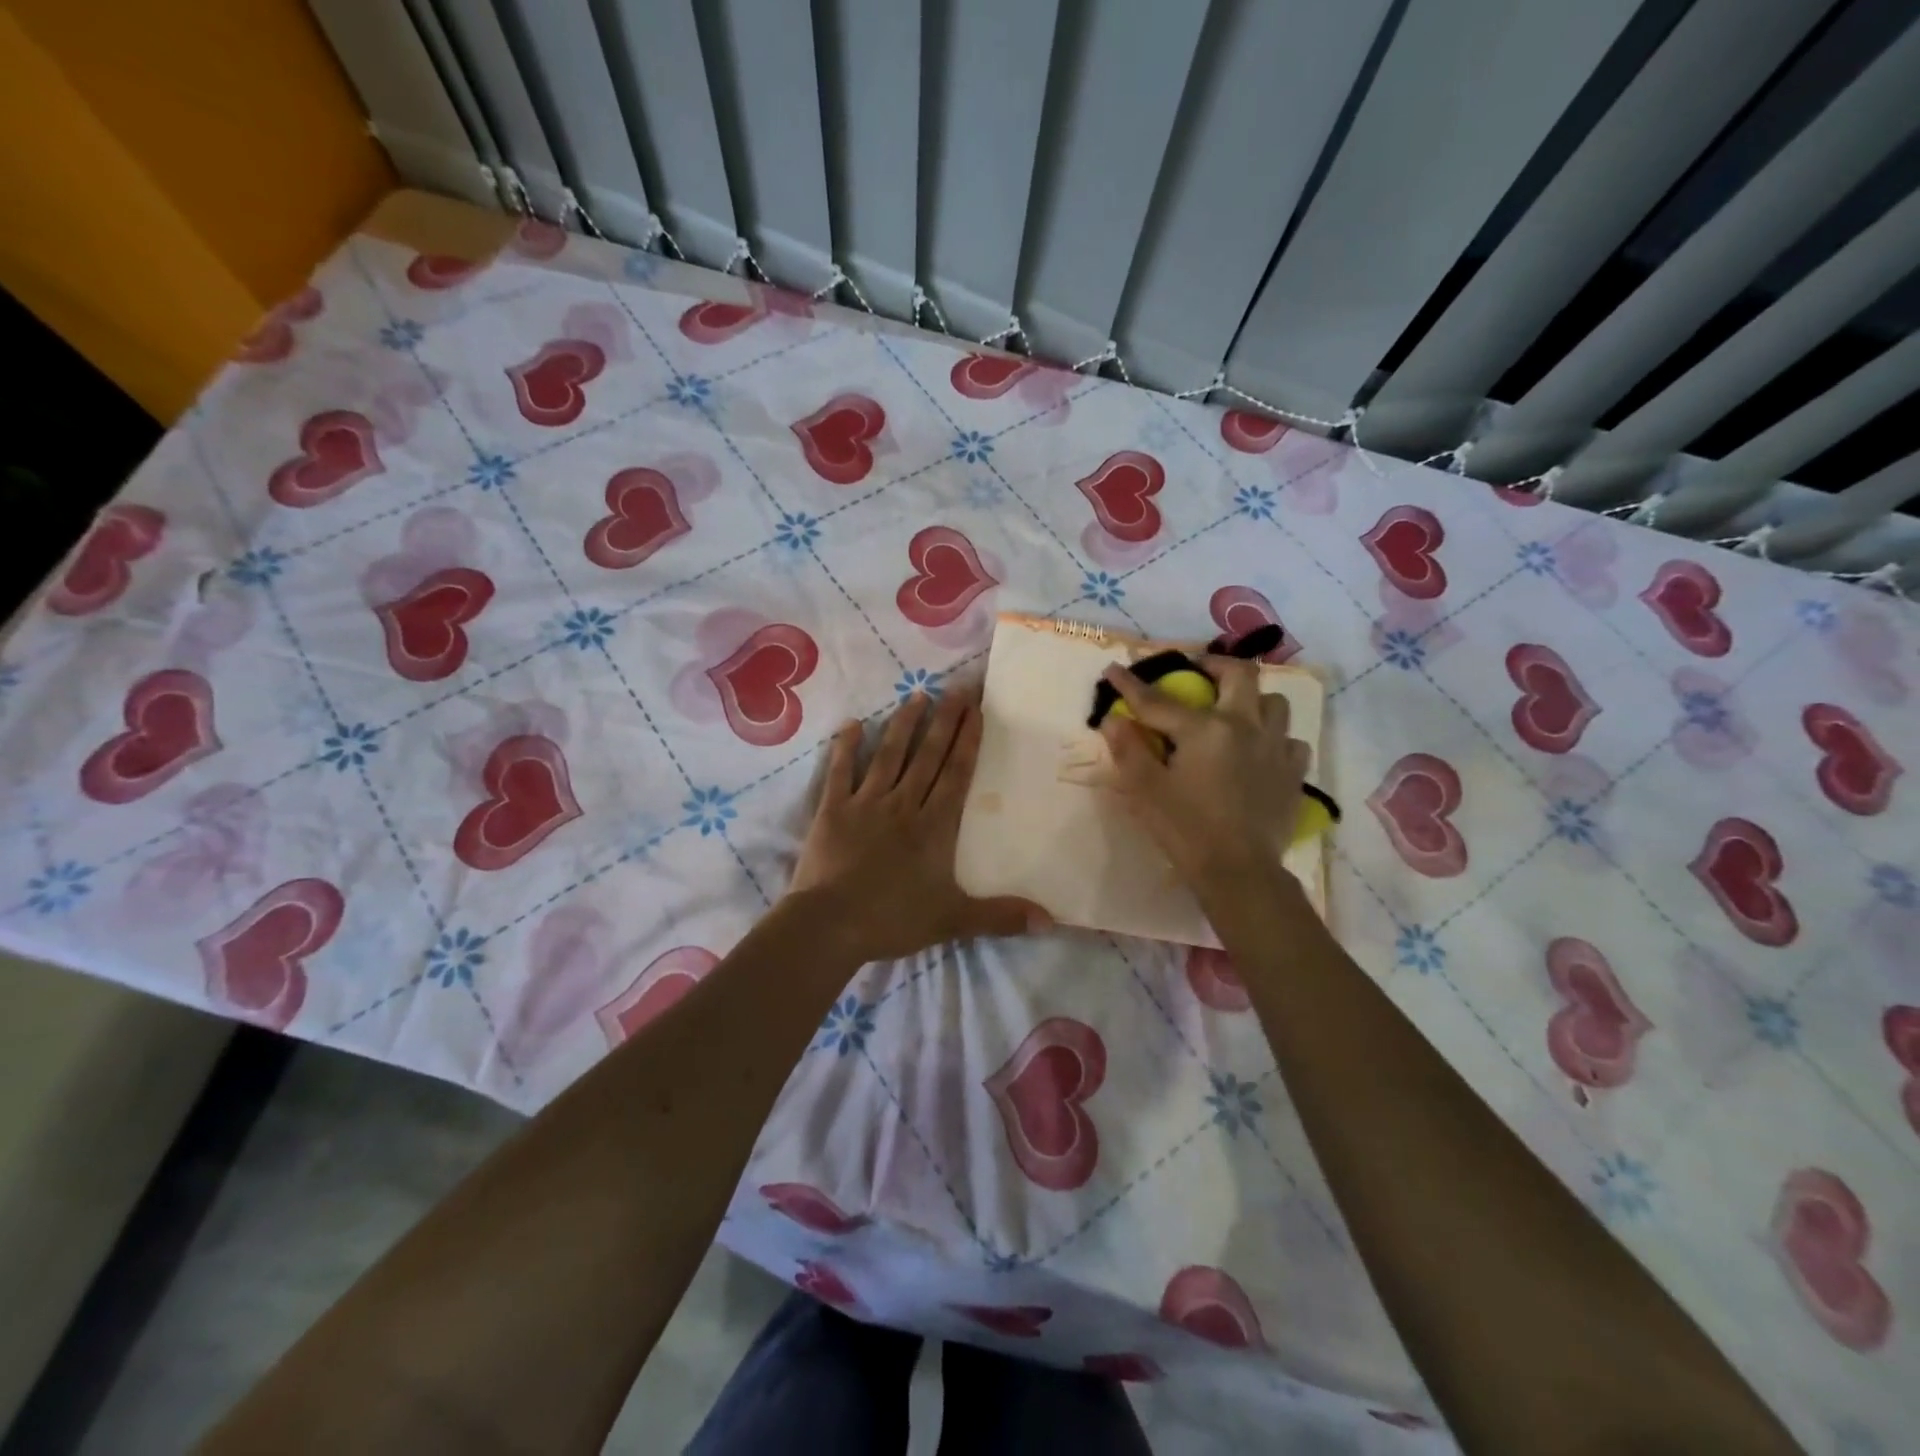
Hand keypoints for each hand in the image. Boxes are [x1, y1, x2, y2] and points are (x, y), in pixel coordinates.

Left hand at [789, 689, 1047, 962]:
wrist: (830, 925)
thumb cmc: (893, 920)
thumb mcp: (953, 921)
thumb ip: (1001, 917)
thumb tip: (1051, 921)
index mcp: (934, 826)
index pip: (956, 773)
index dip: (967, 740)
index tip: (976, 709)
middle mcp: (903, 804)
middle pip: (928, 755)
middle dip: (944, 720)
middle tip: (956, 687)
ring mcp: (866, 804)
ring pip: (889, 755)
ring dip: (904, 724)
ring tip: (917, 695)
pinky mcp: (833, 810)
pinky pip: (840, 771)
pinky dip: (846, 747)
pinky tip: (854, 724)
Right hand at [1099, 656, 1311, 897]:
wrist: (1239, 872)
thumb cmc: (1186, 829)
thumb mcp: (1145, 790)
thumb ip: (1128, 749)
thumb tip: (1113, 719)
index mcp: (1205, 728)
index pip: (1159, 700)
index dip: (1131, 684)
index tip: (1113, 669)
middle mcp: (1246, 726)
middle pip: (1240, 674)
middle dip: (1216, 665)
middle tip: (1198, 672)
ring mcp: (1276, 749)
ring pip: (1274, 703)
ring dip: (1252, 700)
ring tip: (1235, 713)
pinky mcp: (1294, 774)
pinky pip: (1291, 741)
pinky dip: (1275, 739)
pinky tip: (1260, 753)